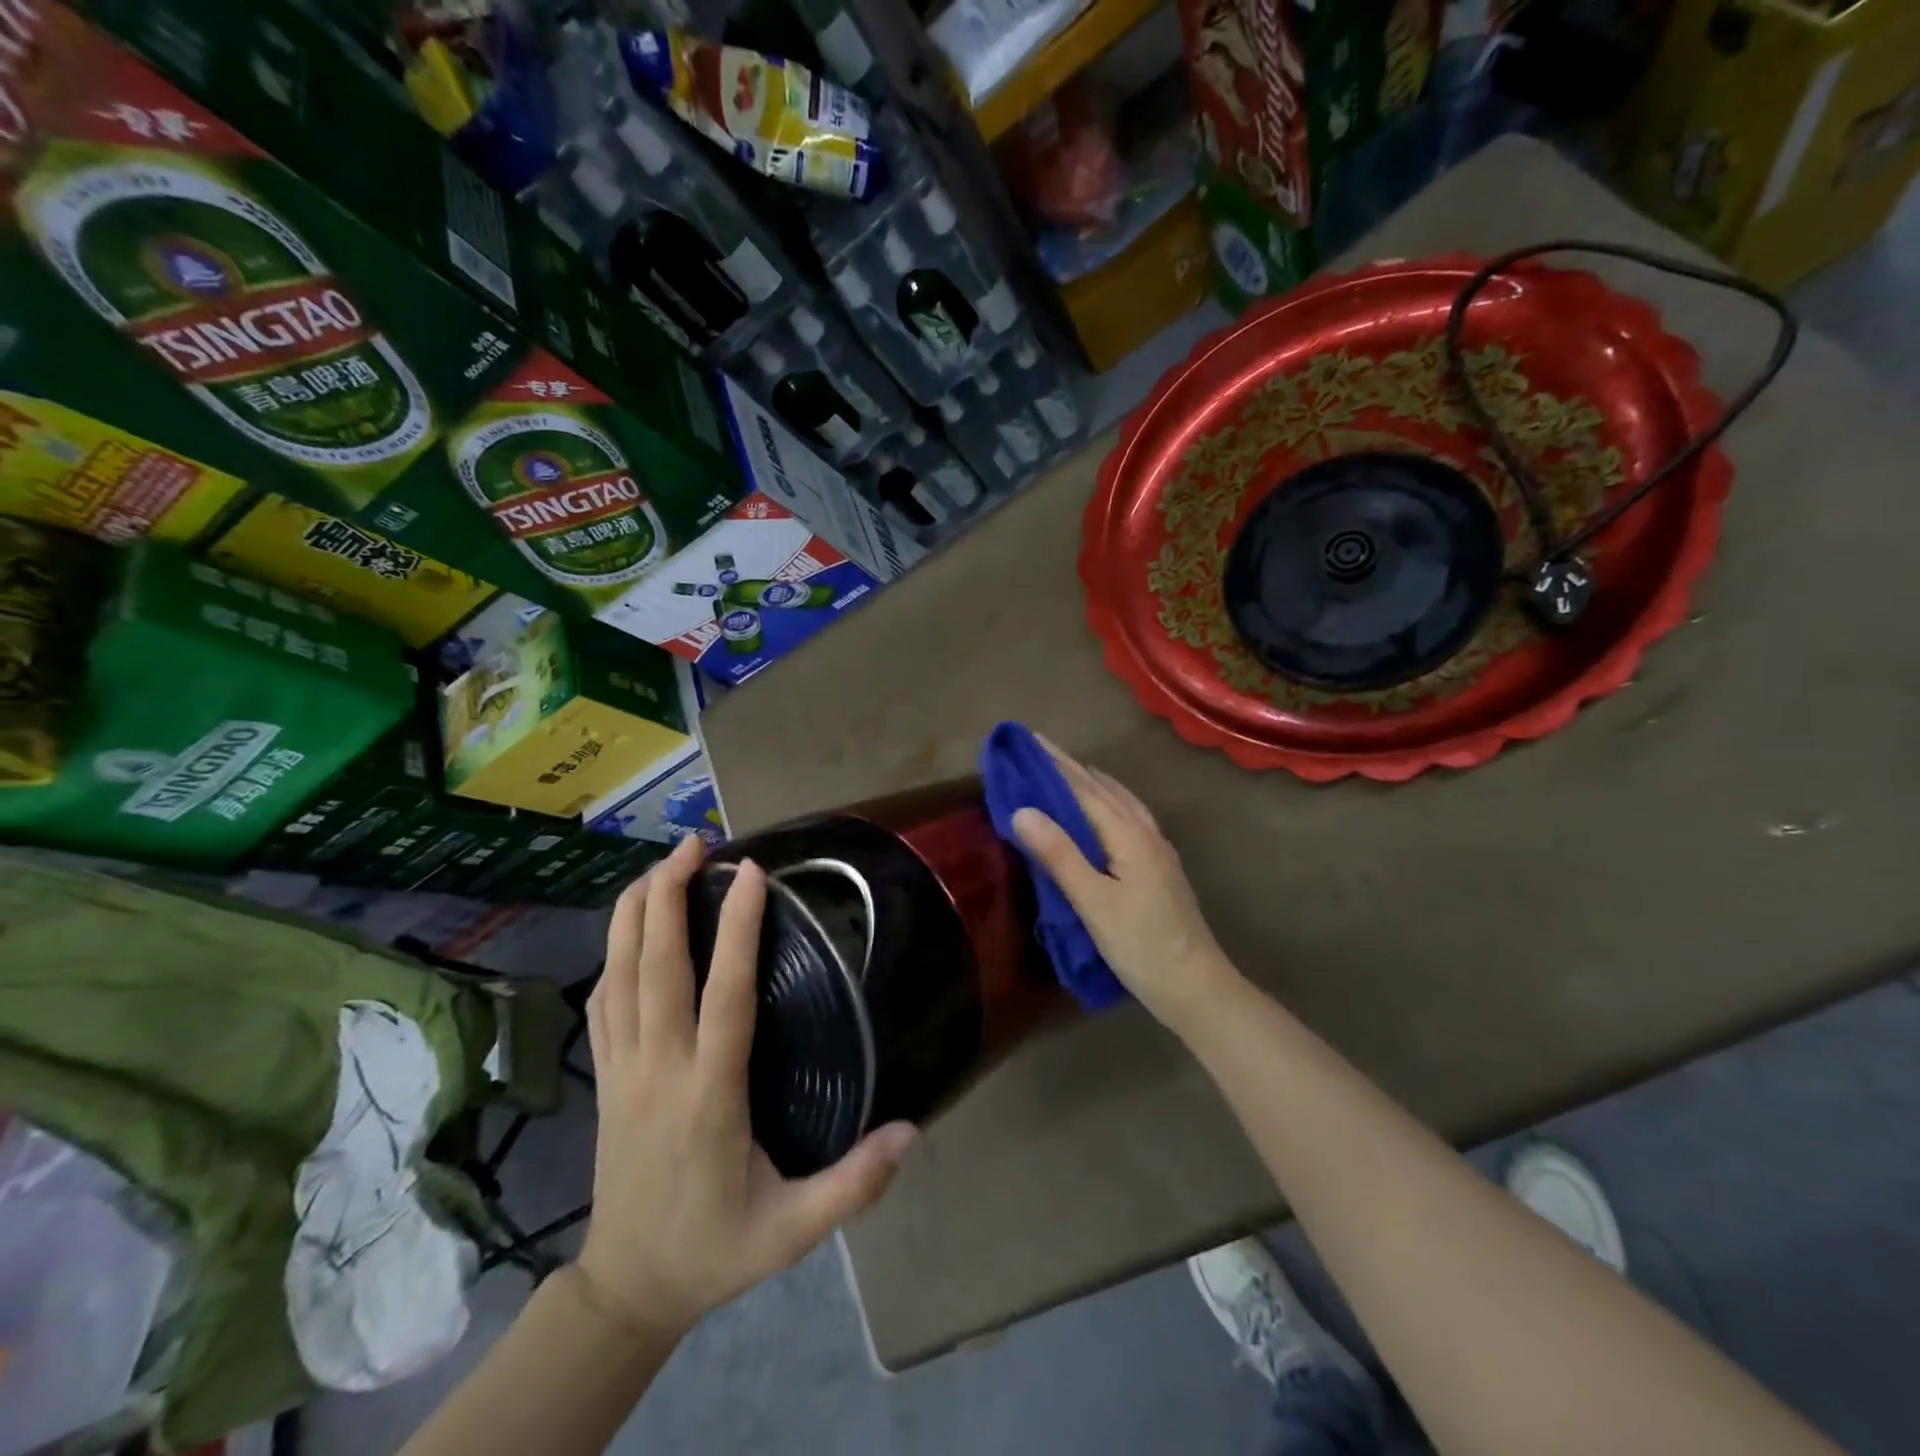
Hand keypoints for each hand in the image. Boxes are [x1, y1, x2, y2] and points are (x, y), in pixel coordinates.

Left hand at [577, 836, 916, 1338]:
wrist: (626, 1291)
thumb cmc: (715, 1249)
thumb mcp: (792, 1230)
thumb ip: (854, 1184)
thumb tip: (912, 1130)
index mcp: (710, 1095)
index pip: (725, 994)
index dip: (736, 928)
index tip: (750, 872)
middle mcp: (659, 1068)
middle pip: (656, 966)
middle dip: (669, 895)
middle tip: (694, 843)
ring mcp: (623, 1070)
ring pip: (618, 974)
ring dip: (635, 913)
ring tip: (658, 865)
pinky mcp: (605, 1077)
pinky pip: (602, 1001)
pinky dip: (614, 953)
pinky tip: (630, 929)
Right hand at [1011, 738, 1240, 1032]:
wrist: (1195, 985)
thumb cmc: (1140, 945)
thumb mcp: (1093, 902)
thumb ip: (1058, 854)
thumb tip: (1021, 810)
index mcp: (1128, 835)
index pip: (1084, 788)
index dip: (1054, 764)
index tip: (1028, 740)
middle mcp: (1145, 832)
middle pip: (1103, 789)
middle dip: (1070, 768)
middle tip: (1038, 751)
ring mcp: (1157, 849)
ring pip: (1121, 801)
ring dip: (1092, 783)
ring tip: (1069, 772)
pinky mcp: (1160, 866)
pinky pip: (1130, 817)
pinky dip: (1109, 802)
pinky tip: (1104, 813)